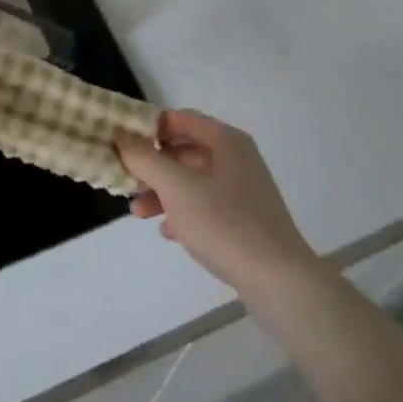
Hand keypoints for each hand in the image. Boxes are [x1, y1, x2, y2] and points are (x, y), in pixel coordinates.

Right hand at [117, 110, 312, 298]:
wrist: (281, 283)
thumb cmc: (225, 224)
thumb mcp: (177, 188)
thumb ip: (145, 159)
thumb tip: (121, 136)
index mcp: (225, 140)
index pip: (179, 118)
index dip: (149, 126)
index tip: (122, 141)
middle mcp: (236, 158)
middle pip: (184, 150)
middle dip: (152, 166)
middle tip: (126, 180)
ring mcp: (243, 190)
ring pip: (193, 180)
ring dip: (164, 192)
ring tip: (138, 213)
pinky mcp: (246, 220)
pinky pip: (207, 205)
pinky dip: (184, 212)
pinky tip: (168, 232)